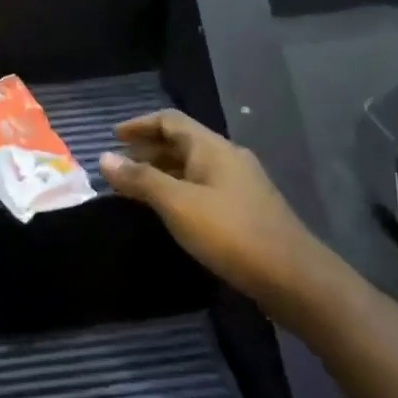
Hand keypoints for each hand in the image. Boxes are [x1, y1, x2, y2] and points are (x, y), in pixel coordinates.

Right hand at [99, 110, 327, 321]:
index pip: (170, 120)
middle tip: (118, 165)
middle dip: (148, 149)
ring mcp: (240, 184)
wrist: (294, 278)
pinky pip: (203, 187)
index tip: (112, 137)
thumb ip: (140, 180)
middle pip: (182, 142)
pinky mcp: (246, 210)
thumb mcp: (177, 204)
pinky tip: (169, 211)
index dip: (139, 124)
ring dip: (162, 171)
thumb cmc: (230, 233)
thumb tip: (104, 157)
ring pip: (192, 167)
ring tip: (135, 188)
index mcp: (212, 148)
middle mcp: (227, 158)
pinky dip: (178, 189)